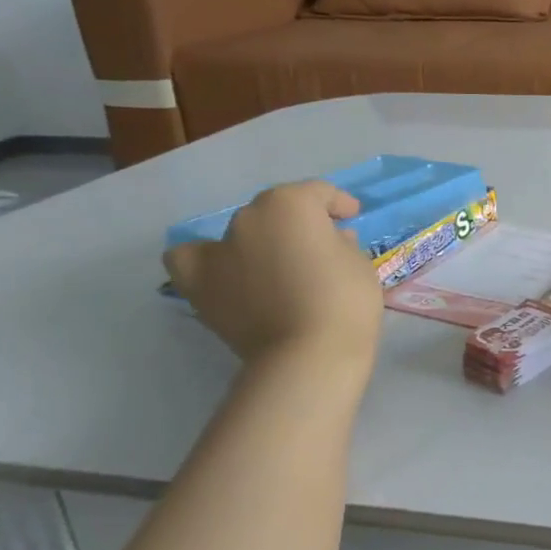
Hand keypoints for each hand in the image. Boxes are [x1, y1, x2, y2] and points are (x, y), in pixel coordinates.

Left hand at [164, 181, 382, 369]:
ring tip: (276, 263)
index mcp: (290, 203)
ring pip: (240, 231)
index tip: (351, 217)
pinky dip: (206, 259)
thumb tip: (328, 241)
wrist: (308, 355)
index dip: (338, 204)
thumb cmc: (345, 300)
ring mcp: (218, 249)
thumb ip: (340, 242)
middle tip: (319, 246)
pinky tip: (226, 271)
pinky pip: (191, 258)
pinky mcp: (198, 284)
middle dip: (299, 222)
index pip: (318, 193)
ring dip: (260, 240)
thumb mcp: (359, 262)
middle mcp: (248, 217)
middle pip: (277, 209)